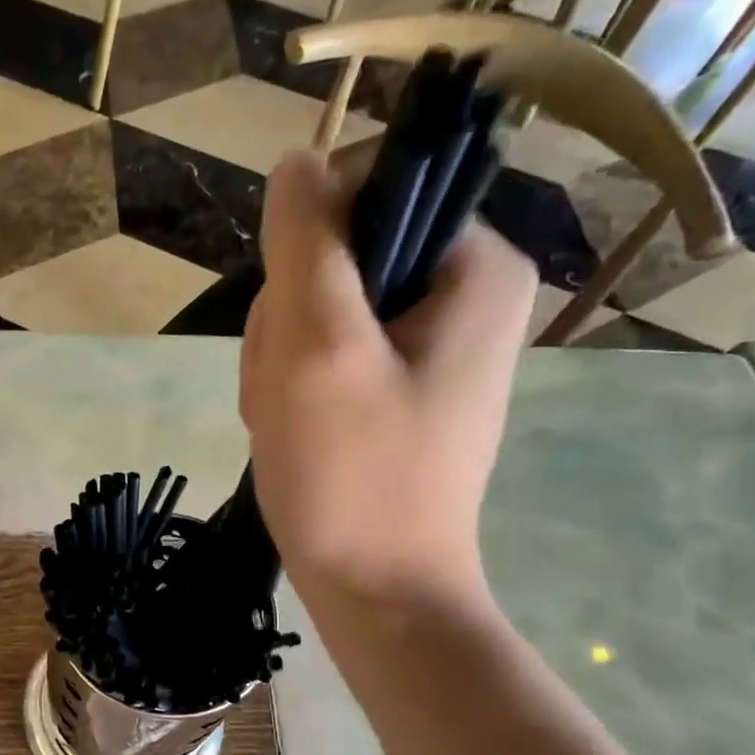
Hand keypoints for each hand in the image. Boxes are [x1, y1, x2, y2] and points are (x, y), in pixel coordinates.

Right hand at [242, 146, 536, 608]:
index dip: (305, 251)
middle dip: (288, 325)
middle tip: (289, 393)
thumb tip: (299, 161)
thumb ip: (308, 241)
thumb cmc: (354, 475)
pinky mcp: (392, 388)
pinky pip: (320, 357)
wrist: (375, 593)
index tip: (296, 327)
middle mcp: (462, 294)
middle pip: (334, 259)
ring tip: (288, 424)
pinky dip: (290, 391)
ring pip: (315, 311)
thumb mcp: (320, 346)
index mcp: (474, 266)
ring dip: (280, 365)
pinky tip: (291, 434)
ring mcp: (425, 346)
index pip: (367, 193)